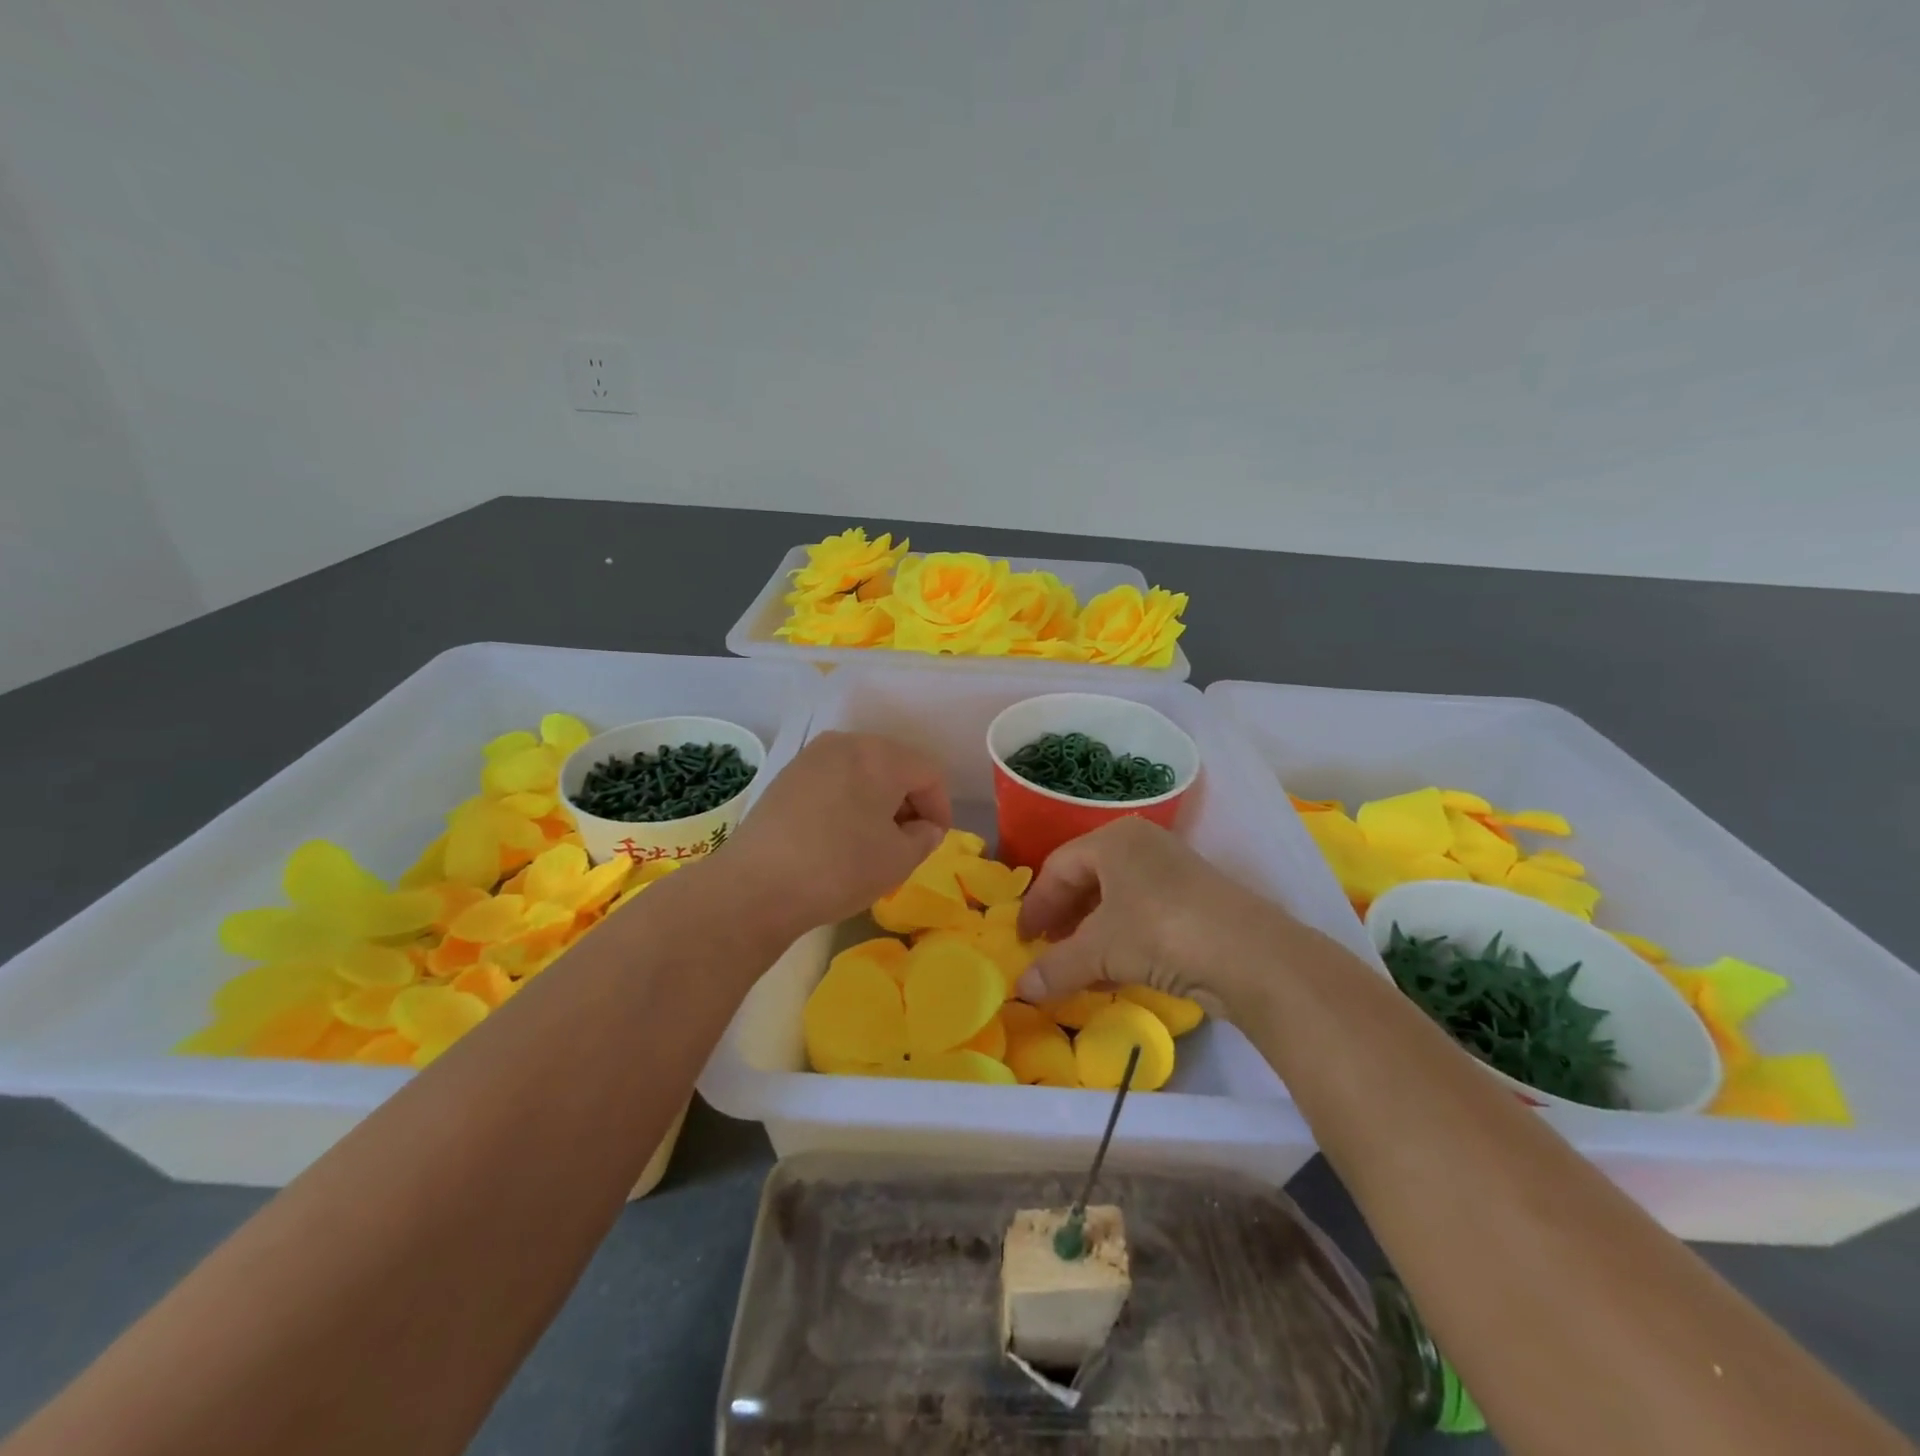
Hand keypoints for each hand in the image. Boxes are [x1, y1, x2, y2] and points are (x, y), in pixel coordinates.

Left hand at [724, 731, 950, 935]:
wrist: (756, 885)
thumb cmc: (840, 867)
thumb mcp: (899, 859)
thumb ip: (925, 837)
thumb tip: (923, 828)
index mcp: (881, 755)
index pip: (929, 773)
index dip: (941, 807)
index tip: (935, 840)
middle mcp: (846, 743)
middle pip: (894, 766)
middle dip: (908, 802)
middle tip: (908, 841)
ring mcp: (811, 757)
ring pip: (862, 772)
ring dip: (877, 801)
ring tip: (873, 840)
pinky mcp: (786, 776)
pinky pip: (833, 781)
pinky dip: (847, 802)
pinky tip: (839, 836)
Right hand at [1014, 818, 1303, 1020]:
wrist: (1249, 955)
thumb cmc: (1159, 931)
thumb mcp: (1100, 950)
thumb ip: (1055, 966)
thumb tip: (1020, 989)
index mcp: (1113, 840)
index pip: (1058, 867)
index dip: (1036, 905)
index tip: (1022, 939)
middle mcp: (1142, 846)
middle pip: (1087, 880)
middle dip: (1063, 919)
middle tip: (1046, 950)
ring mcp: (1172, 872)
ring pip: (1116, 900)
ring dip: (1090, 935)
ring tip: (1074, 968)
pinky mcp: (1195, 902)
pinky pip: (1142, 915)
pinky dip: (1120, 942)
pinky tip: (1111, 975)